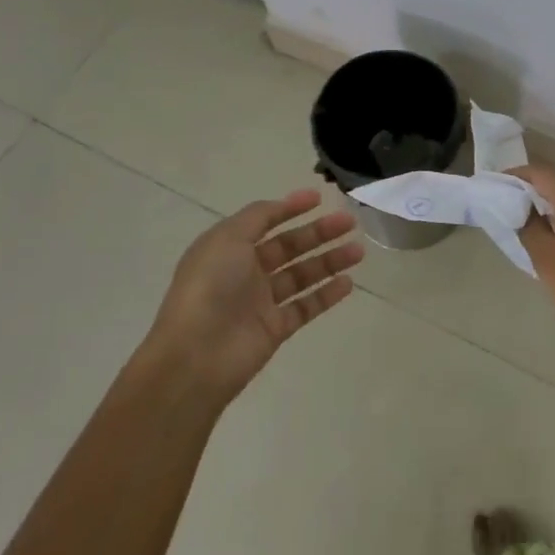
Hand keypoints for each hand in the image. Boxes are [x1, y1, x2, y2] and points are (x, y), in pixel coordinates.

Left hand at [143, 189, 363, 404]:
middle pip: (289, 247)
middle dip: (319, 233)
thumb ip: (258, 216)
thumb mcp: (228, 237)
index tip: (319, 198)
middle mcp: (245, 272)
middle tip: (350, 221)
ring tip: (358, 250)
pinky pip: (306, 307)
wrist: (196, 356)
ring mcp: (261, 301)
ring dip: (330, 261)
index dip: (290, 208)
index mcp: (229, 247)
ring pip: (302, 275)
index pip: (264, 222)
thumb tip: (283, 204)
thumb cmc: (210, 287)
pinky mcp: (275, 329)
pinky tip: (348, 283)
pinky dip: (326, 295)